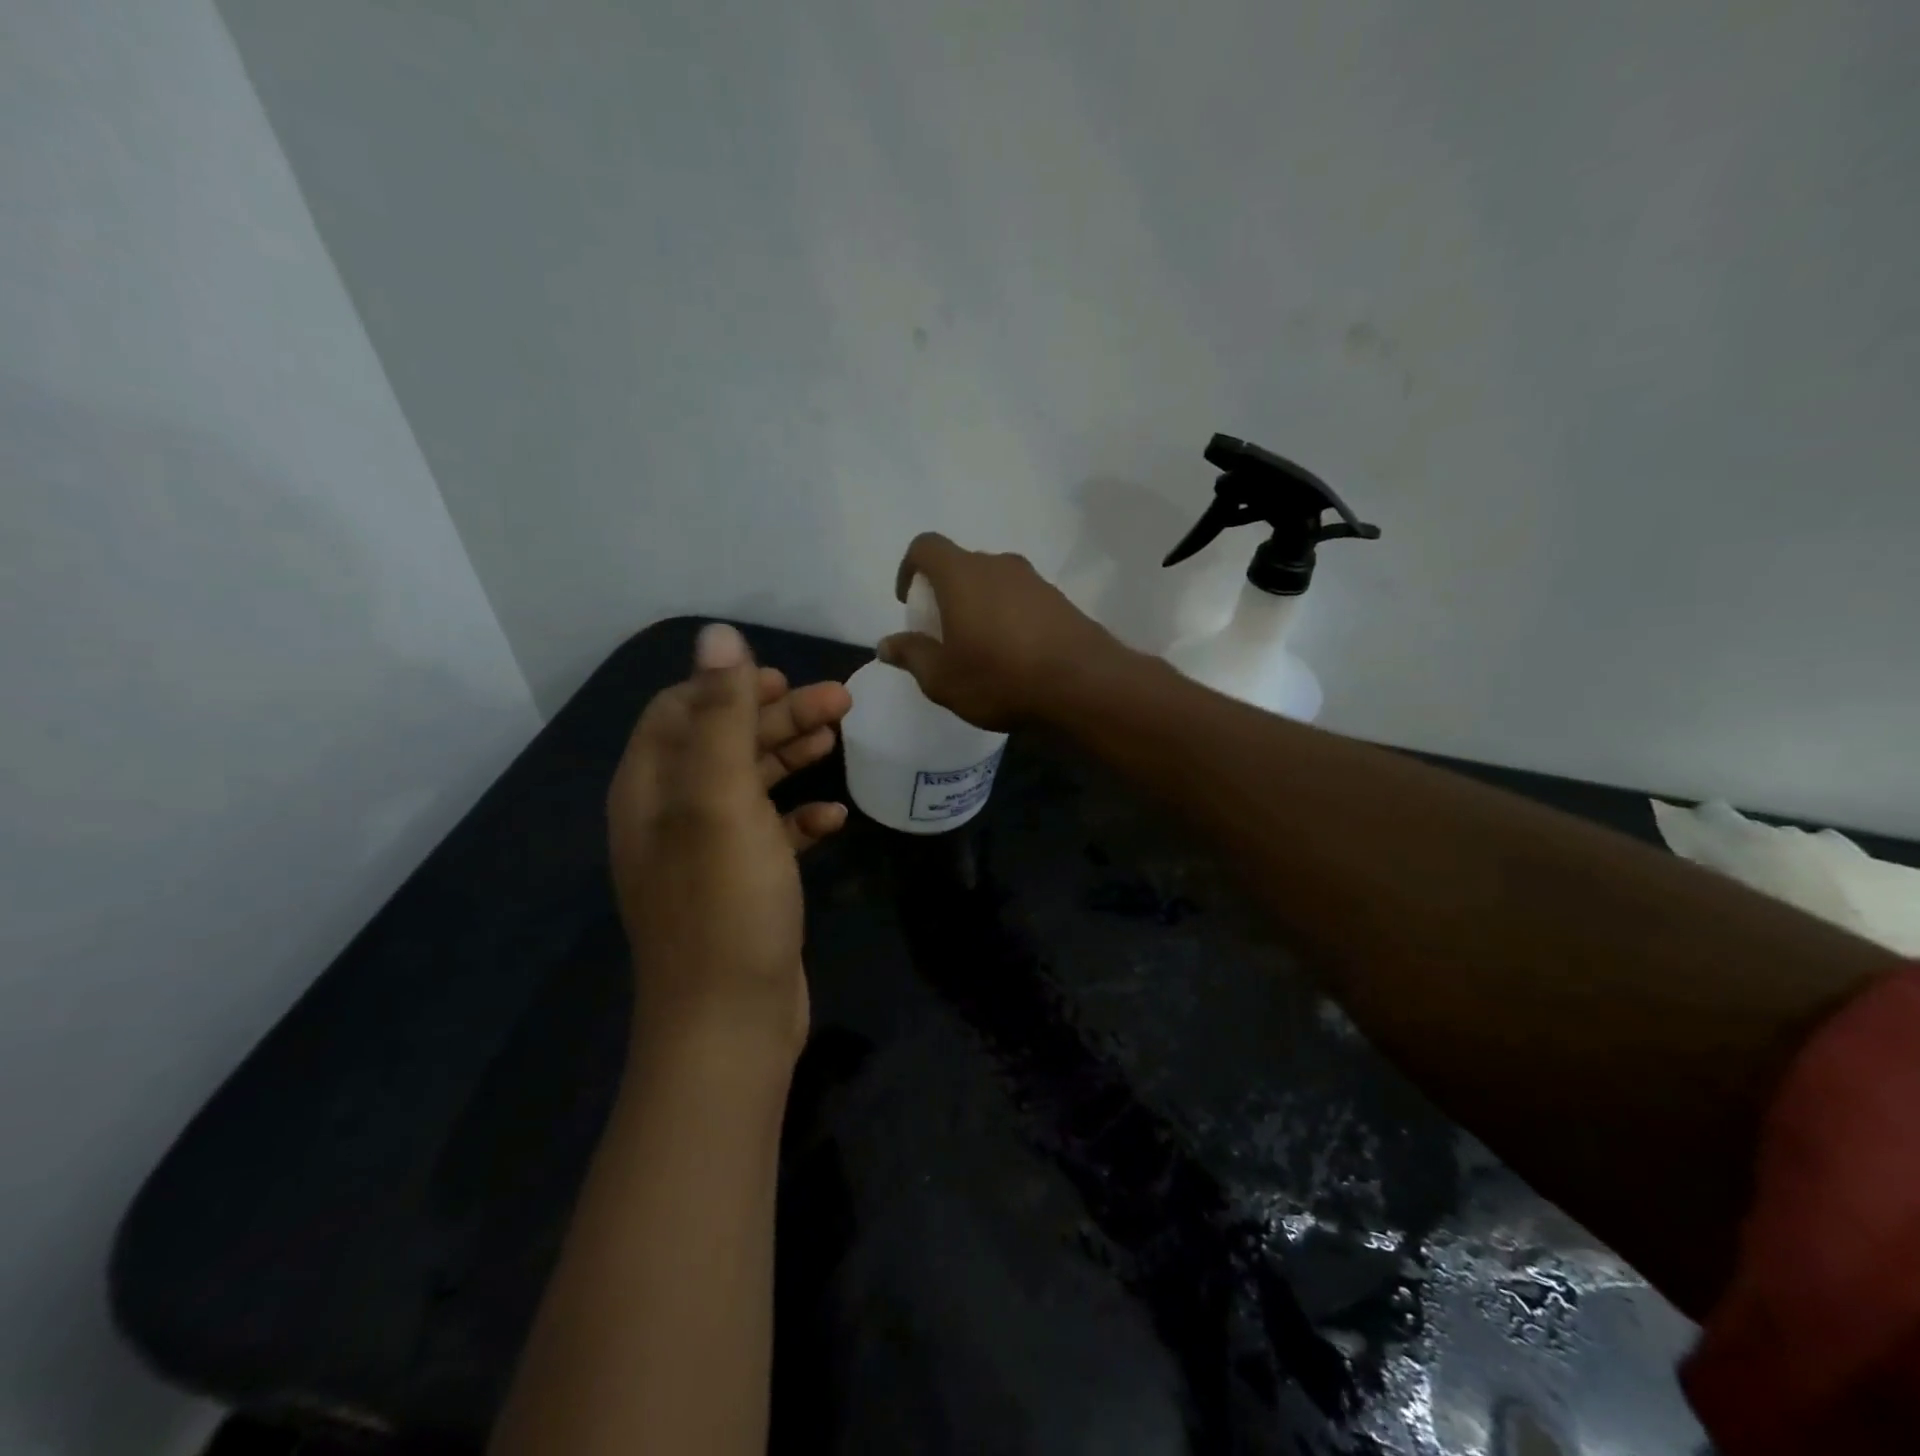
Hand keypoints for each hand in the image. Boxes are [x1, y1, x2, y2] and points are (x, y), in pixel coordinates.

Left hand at [607, 624, 851, 1057]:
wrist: (731, 1024)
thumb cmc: (726, 904)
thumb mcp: (722, 800)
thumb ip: (723, 715)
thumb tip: (717, 634)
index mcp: (652, 789)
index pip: (679, 710)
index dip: (729, 685)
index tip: (785, 677)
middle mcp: (670, 815)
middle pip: (722, 742)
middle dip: (777, 716)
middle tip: (841, 701)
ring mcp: (706, 853)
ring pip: (749, 784)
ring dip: (791, 756)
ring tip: (839, 739)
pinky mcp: (742, 885)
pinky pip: (770, 833)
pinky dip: (800, 816)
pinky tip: (834, 816)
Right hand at [875, 533, 1124, 729]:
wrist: (1083, 685)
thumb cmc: (1000, 678)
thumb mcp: (943, 678)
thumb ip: (912, 656)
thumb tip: (886, 645)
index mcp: (962, 574)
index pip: (926, 546)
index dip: (909, 567)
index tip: (908, 600)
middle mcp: (999, 565)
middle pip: (961, 564)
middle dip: (945, 592)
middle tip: (942, 632)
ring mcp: (1034, 580)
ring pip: (994, 582)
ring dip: (979, 605)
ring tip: (979, 647)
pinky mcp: (1060, 600)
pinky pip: (1021, 599)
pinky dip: (1008, 616)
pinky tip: (1014, 654)